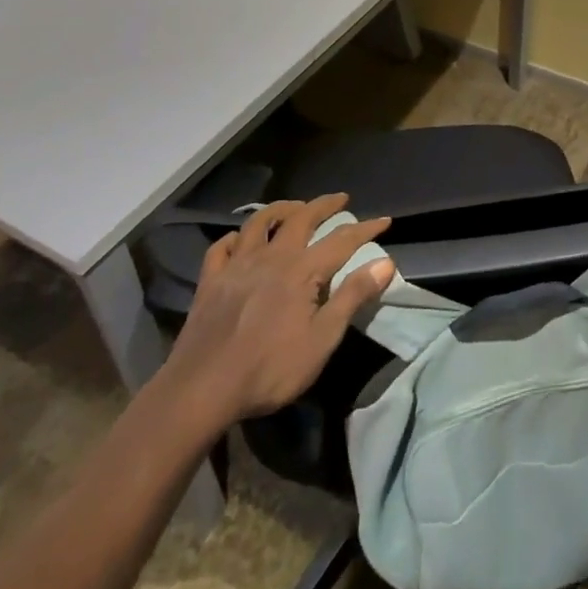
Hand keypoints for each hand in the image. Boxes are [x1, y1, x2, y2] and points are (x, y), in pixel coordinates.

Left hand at [162, 193, 394, 425]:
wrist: (202, 390)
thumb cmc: (269, 369)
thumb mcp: (322, 339)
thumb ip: (353, 297)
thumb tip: (385, 262)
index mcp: (301, 270)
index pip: (341, 240)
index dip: (366, 228)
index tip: (385, 220)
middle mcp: (270, 257)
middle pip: (301, 219)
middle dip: (323, 205)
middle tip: (340, 198)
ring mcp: (236, 266)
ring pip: (259, 222)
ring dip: (281, 209)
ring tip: (294, 207)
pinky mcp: (210, 281)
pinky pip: (221, 248)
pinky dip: (234, 238)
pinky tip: (240, 240)